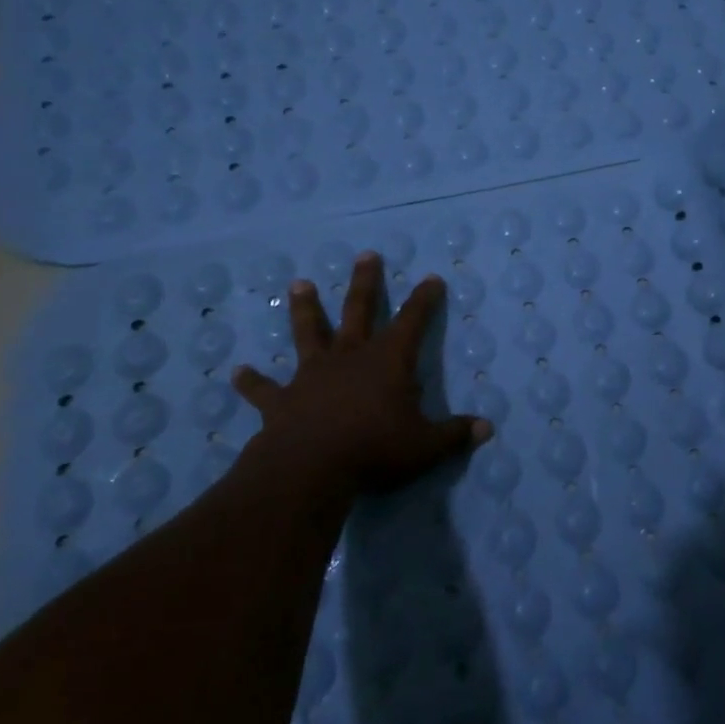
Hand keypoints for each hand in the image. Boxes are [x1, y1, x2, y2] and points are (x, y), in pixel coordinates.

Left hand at [231, 253, 489, 496]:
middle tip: (366, 255)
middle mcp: (350, 357)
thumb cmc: (375, 449)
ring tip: (299, 284)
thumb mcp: (426, 446)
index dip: (424, 299)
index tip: (431, 278)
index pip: (412, 320)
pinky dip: (252, 381)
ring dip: (304, 309)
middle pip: (358, 310)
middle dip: (365, 282)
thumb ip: (455, 434)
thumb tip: (487, 428)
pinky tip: (238, 372)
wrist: (311, 468)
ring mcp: (312, 375)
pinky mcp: (282, 400)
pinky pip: (265, 389)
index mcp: (388, 361)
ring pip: (309, 333)